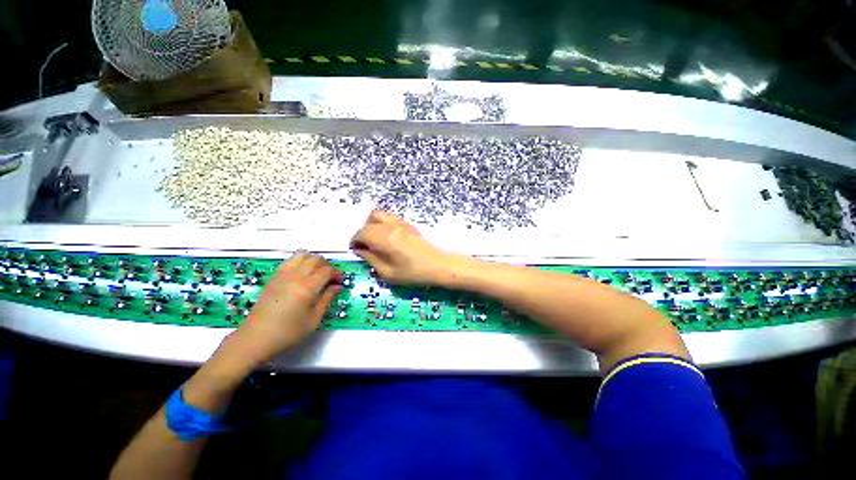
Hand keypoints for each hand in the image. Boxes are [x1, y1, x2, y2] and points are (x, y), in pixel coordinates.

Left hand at [228, 250, 341, 365]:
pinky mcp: (273, 277)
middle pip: (315, 258)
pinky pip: (289, 260)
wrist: (256, 337)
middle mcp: (295, 276)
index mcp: (307, 287)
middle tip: (329, 277)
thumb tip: (337, 286)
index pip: (327, 270)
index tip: (339, 281)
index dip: (336, 273)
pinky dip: (299, 261)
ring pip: (301, 254)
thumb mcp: (314, 319)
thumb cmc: (288, 332)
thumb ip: (327, 299)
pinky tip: (301, 274)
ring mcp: (282, 274)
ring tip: (315, 272)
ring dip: (312, 260)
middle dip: (326, 265)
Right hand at [350, 209, 450, 284]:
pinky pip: (390, 218)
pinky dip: (384, 224)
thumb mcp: (387, 273)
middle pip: (369, 220)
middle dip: (363, 232)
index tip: (356, 251)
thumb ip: (371, 259)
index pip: (361, 233)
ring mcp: (401, 223)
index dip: (355, 241)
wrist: (437, 265)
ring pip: (380, 215)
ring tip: (376, 241)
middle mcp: (391, 226)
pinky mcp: (409, 225)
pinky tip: (389, 239)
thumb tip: (361, 251)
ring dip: (373, 225)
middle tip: (366, 246)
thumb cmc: (412, 273)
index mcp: (383, 238)